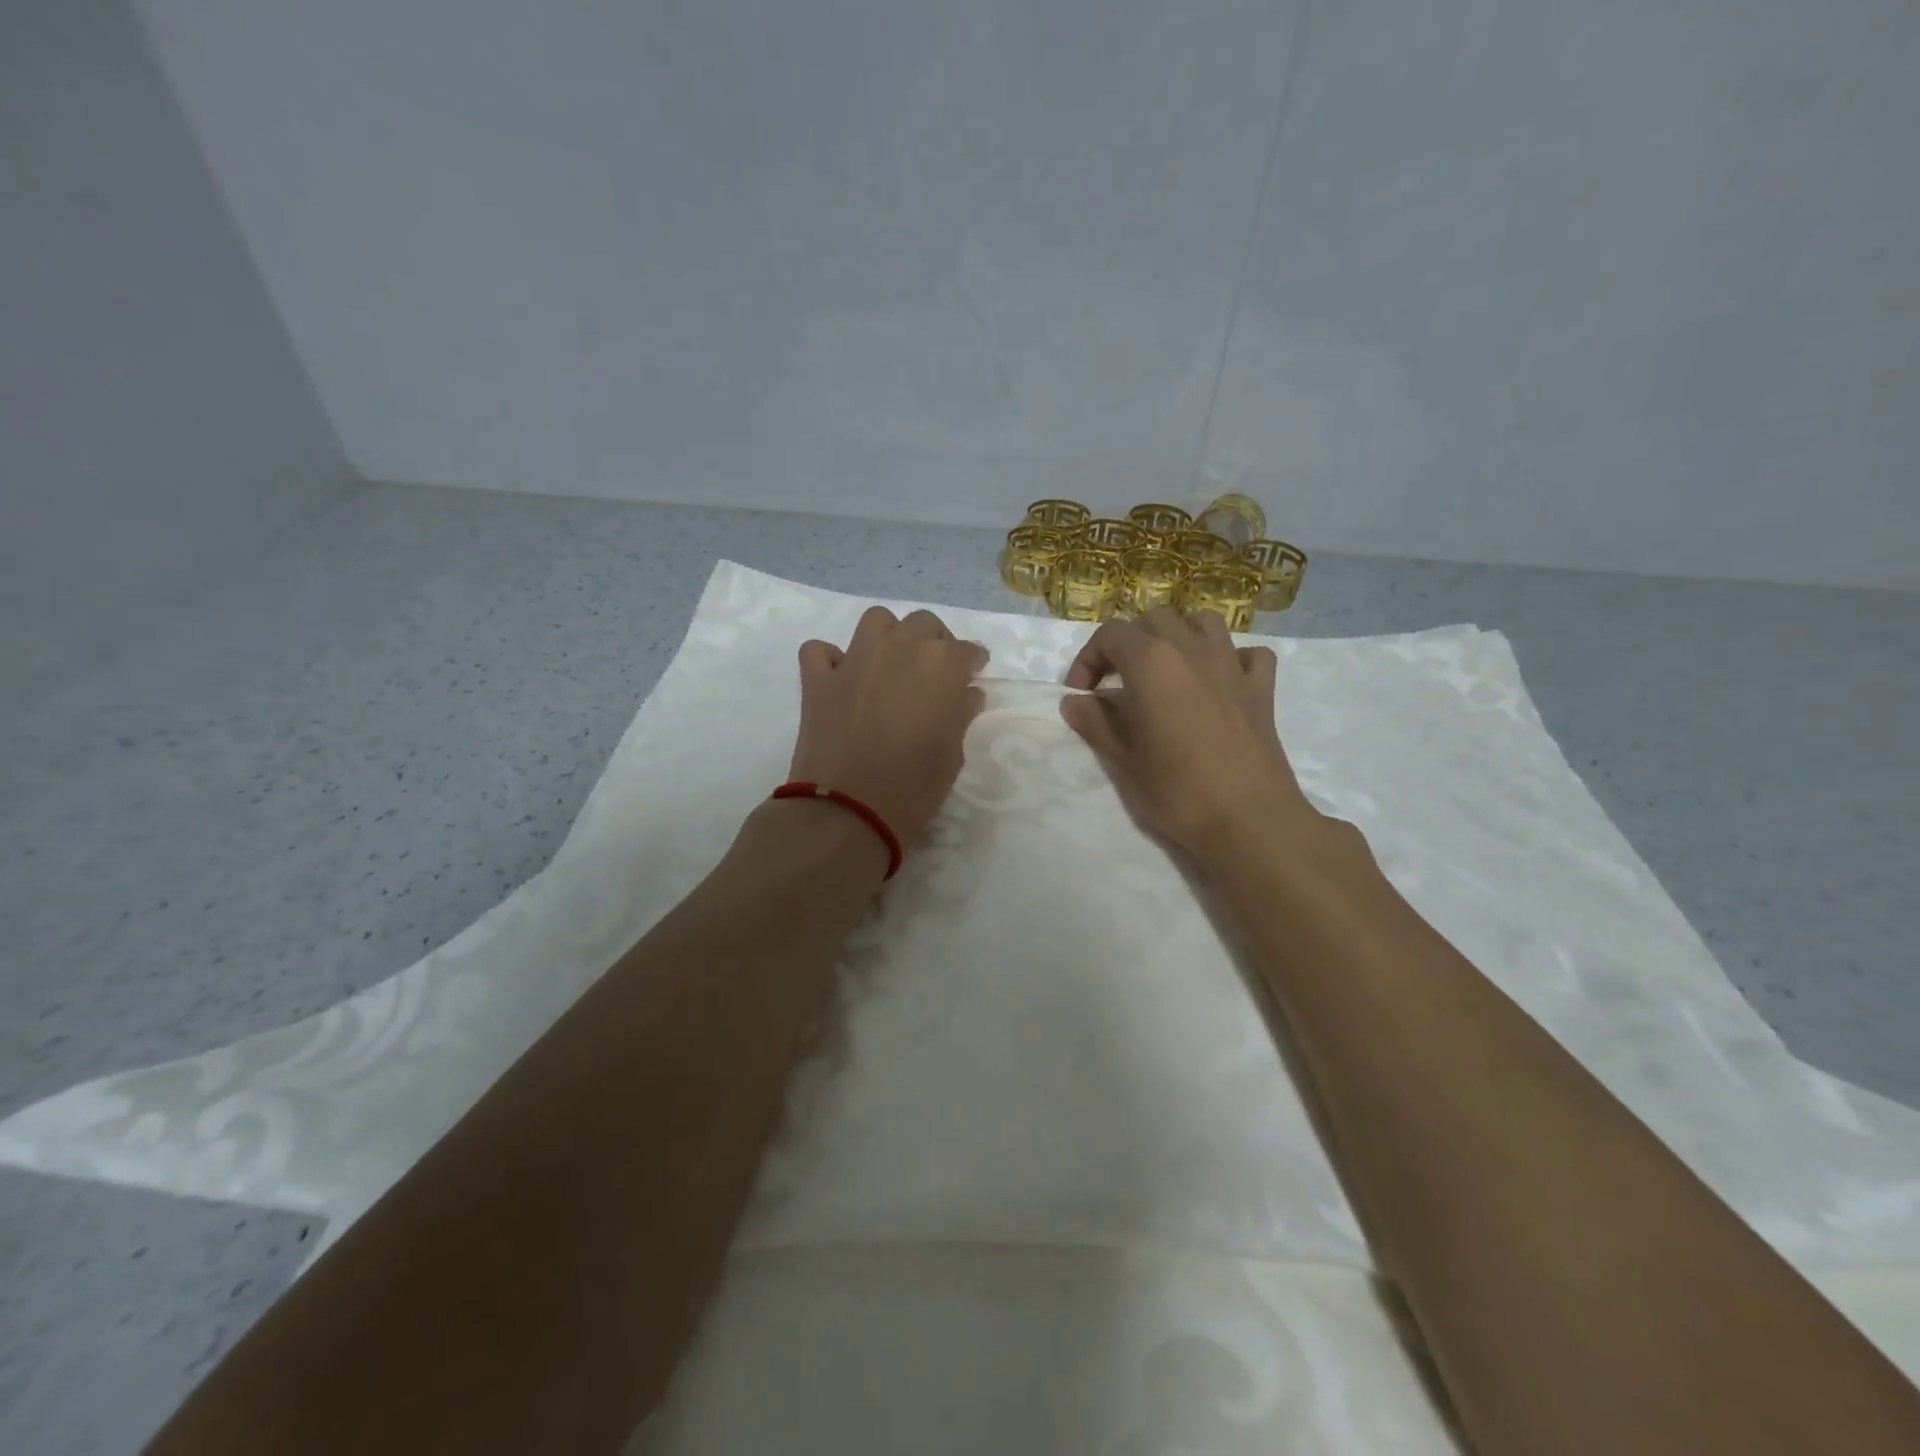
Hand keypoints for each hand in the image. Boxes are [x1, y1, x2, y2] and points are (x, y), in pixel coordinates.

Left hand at [788, 607, 988, 846]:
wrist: (848, 811)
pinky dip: (831, 659)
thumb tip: (965, 694)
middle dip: (933, 641)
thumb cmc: (914, 789)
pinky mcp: (818, 679)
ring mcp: (854, 660)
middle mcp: (900, 649)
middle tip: (933, 672)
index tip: (971, 677)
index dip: (971, 662)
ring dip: (888, 636)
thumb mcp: (952, 755)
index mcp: (941, 666)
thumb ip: (959, 715)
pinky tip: (840, 678)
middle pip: (922, 624)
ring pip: (876, 621)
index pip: (966, 649)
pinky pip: (820, 650)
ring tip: (890, 664)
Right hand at [1059, 607, 1324, 868]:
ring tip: (1167, 670)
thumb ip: (1095, 722)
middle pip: (1154, 619)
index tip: (1081, 694)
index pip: (1110, 634)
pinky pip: (1249, 654)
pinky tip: (1219, 683)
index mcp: (1151, 663)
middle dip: (1130, 642)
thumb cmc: (1177, 791)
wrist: (1248, 820)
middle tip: (1118, 683)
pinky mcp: (1262, 689)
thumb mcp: (1122, 761)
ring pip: (1203, 622)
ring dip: (1179, 636)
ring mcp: (1232, 665)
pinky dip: (1231, 659)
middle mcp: (1192, 650)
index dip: (1088, 659)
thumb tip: (1074, 701)